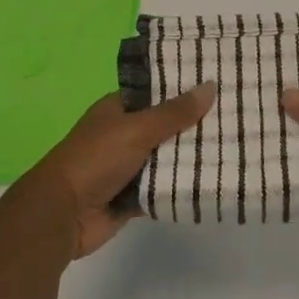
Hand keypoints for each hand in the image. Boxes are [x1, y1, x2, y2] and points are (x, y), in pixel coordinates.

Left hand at [18, 84, 216, 258]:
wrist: (62, 215)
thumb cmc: (95, 159)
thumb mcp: (137, 129)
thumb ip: (174, 112)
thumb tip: (210, 86)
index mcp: (118, 109)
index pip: (157, 92)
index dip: (184, 88)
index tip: (219, 84)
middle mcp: (124, 134)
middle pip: (166, 126)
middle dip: (195, 124)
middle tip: (236, 117)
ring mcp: (128, 166)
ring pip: (167, 158)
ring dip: (191, 156)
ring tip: (235, 145)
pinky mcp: (133, 196)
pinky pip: (163, 187)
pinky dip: (182, 186)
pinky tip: (214, 179)